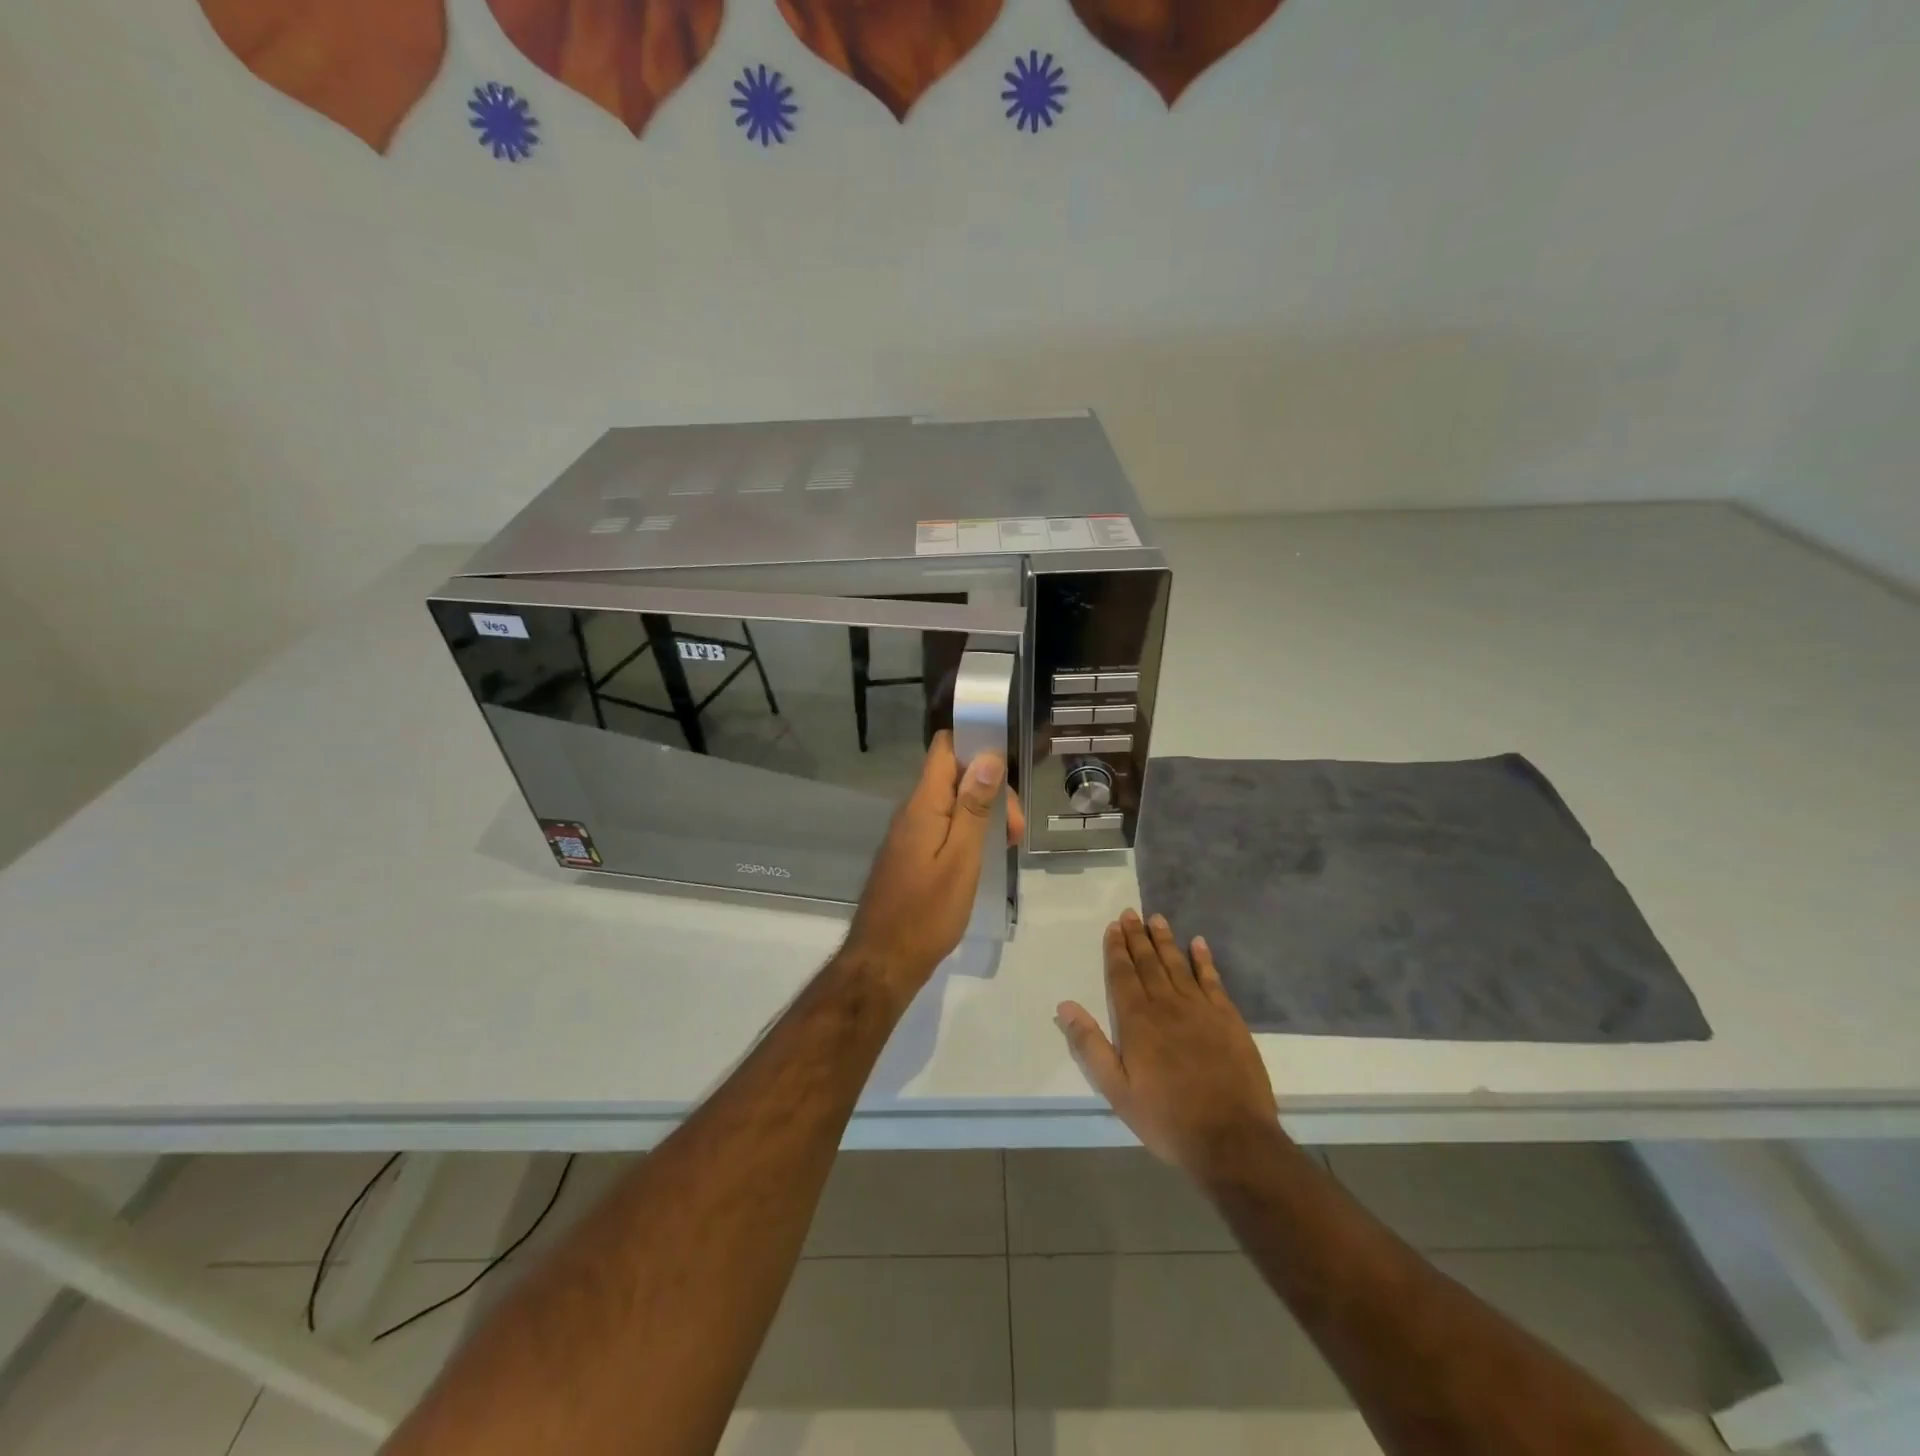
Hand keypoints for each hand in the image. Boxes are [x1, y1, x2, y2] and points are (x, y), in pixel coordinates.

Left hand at [841, 732, 1023, 995]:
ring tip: (1007, 846)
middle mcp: (912, 811)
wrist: (884, 961)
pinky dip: (967, 833)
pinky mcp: (910, 855)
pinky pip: (942, 826)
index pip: (945, 748)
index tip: (1009, 767)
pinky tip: (984, 857)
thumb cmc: (927, 912)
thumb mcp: (962, 858)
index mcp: (924, 804)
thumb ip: (973, 807)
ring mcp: (909, 834)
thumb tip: (987, 756)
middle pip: (954, 776)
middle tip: (1015, 831)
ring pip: (950, 803)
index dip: (976, 745)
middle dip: (990, 792)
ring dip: (982, 814)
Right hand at [1056, 910, 1279, 1181]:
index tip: (1113, 926)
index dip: (1116, 949)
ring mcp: (1201, 1009)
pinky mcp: (1228, 1019)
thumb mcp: (1117, 1090)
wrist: (1232, 1139)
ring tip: (1157, 919)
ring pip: (1178, 964)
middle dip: (1137, 937)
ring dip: (1166, 941)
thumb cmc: (1167, 1118)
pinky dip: (1204, 960)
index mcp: (1137, 1021)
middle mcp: (1167, 1005)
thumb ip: (1090, 1045)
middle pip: (1149, 963)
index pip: (1123, 975)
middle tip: (1131, 913)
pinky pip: (1213, 980)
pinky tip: (1198, 943)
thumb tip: (1065, 1006)